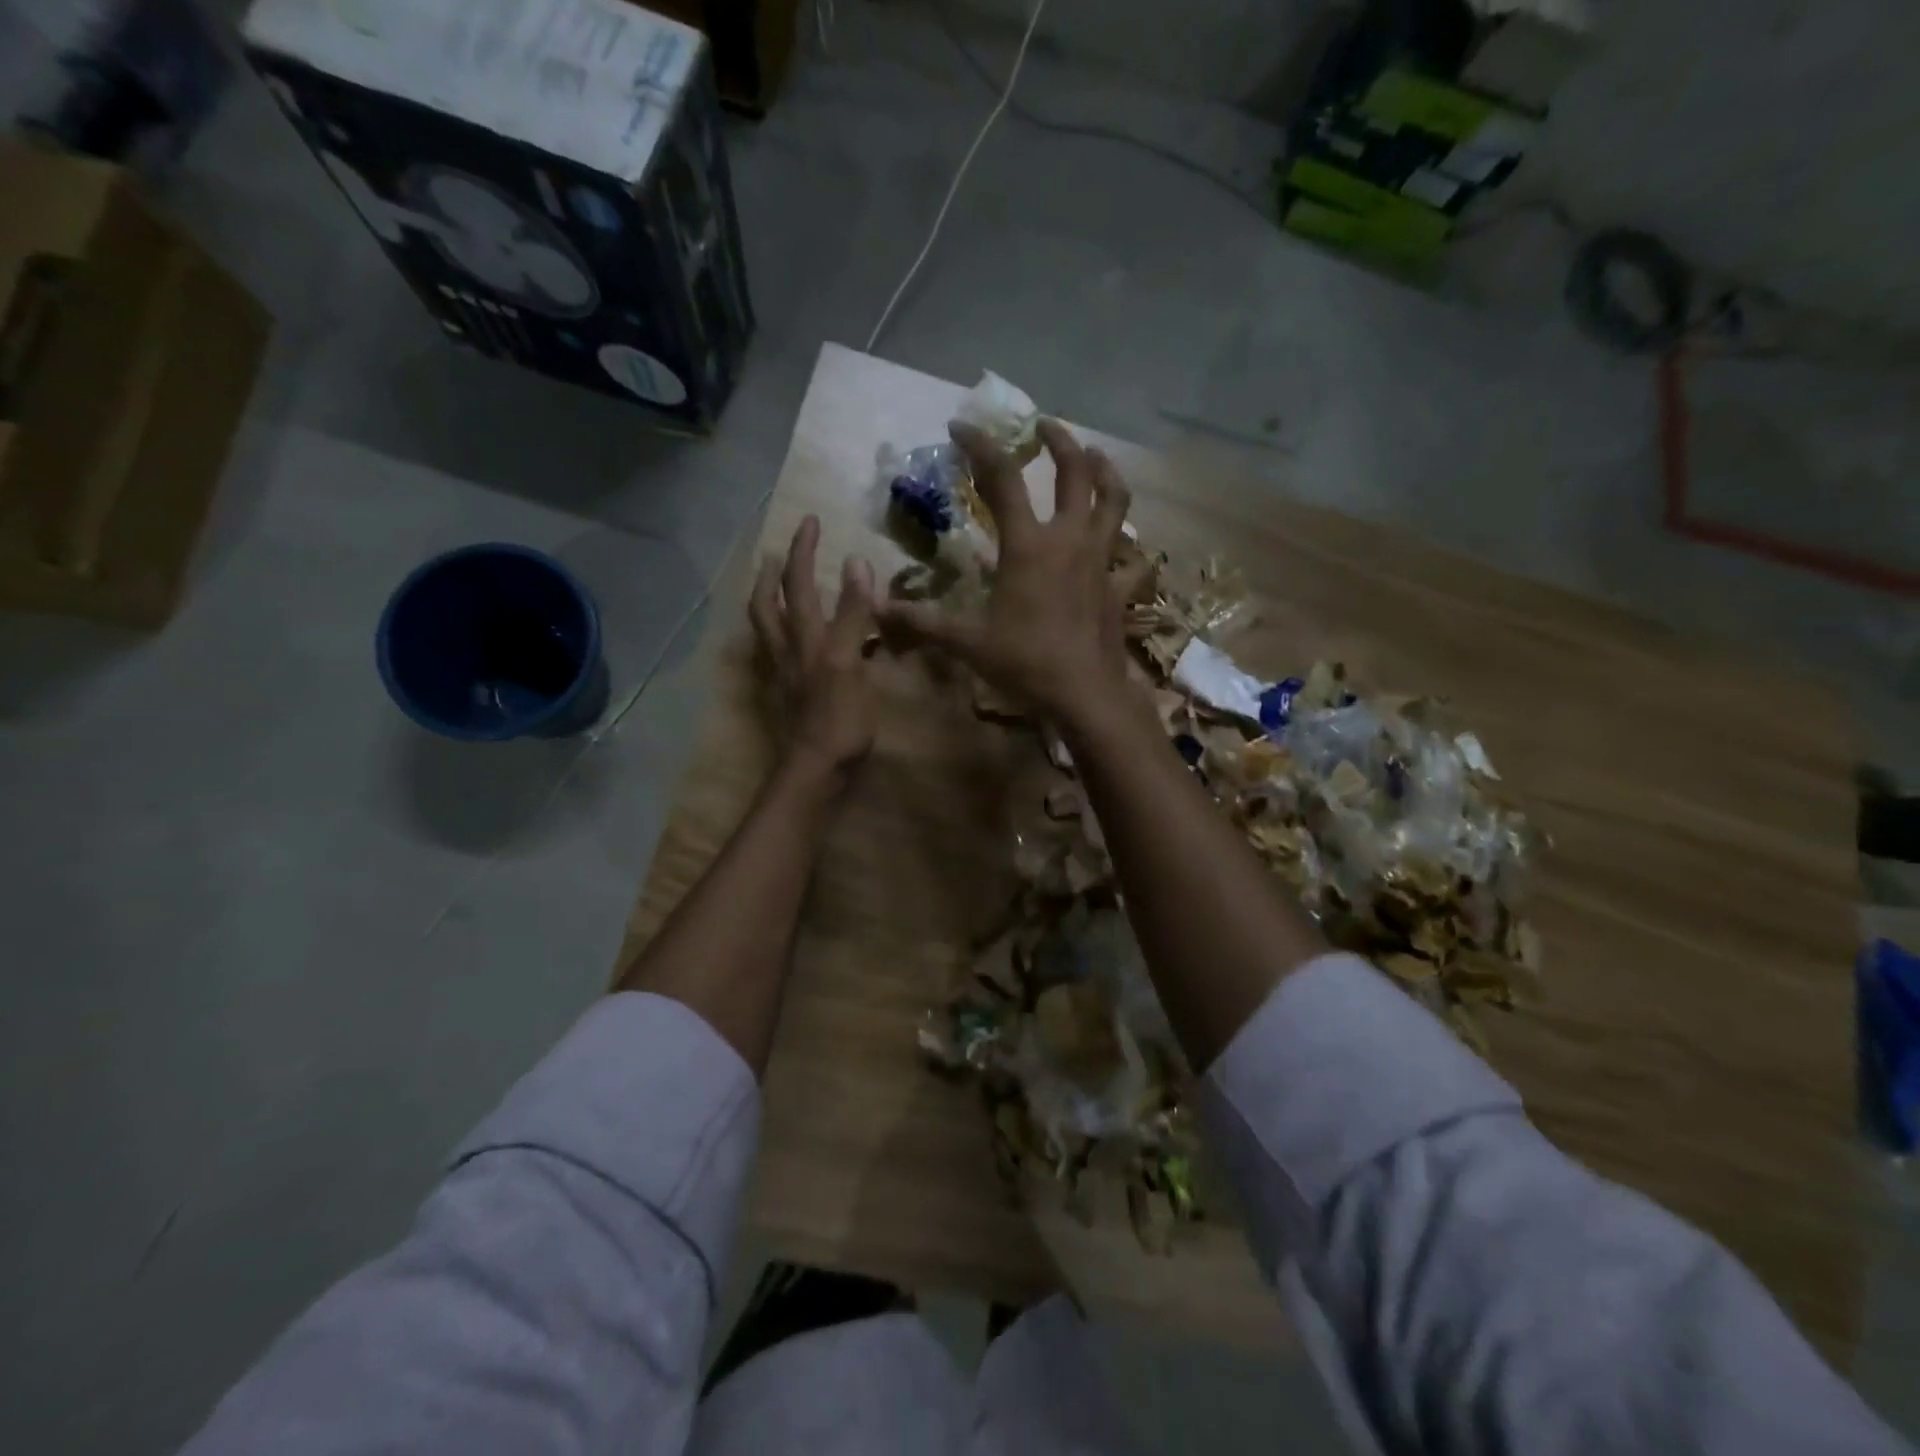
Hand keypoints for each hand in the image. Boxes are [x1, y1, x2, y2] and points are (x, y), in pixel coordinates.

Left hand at [749, 516, 878, 782]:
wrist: (814, 770)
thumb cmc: (839, 719)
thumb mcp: (851, 662)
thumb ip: (853, 614)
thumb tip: (856, 562)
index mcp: (807, 639)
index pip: (800, 584)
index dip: (804, 551)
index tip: (809, 520)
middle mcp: (786, 651)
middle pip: (768, 604)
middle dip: (773, 574)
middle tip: (777, 553)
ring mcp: (781, 675)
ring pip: (765, 630)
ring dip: (766, 601)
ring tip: (771, 586)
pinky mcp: (783, 697)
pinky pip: (772, 655)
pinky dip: (774, 636)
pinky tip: (784, 641)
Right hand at [882, 418, 1133, 726]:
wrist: (1084, 694)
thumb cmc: (1025, 662)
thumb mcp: (967, 642)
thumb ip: (924, 622)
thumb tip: (880, 609)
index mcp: (1028, 545)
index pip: (1002, 479)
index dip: (981, 447)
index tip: (962, 427)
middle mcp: (1069, 540)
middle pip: (1074, 473)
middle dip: (1060, 440)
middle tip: (1045, 426)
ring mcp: (1100, 561)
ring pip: (1114, 501)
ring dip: (1105, 472)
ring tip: (1095, 457)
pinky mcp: (1119, 587)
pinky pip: (1130, 556)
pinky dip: (1126, 543)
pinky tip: (1118, 542)